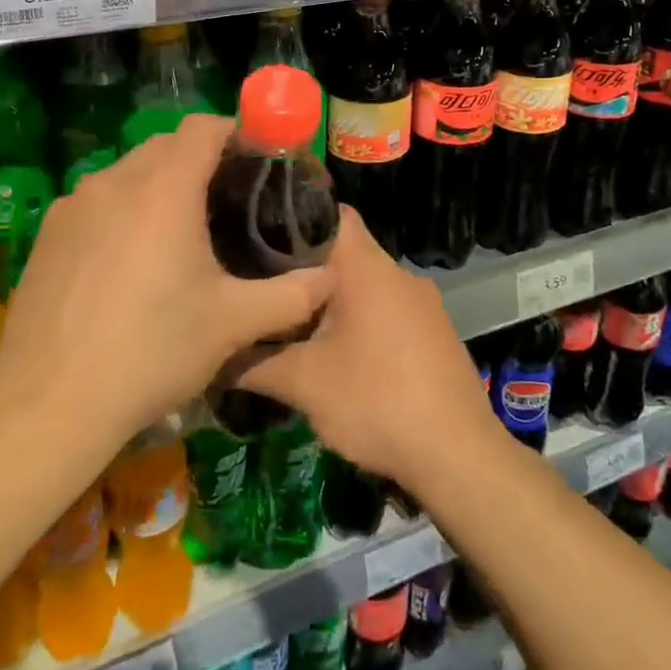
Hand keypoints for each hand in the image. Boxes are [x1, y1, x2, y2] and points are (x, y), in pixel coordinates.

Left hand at [0, 114, 332, 455]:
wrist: (49, 401)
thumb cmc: (151, 349)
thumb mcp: (233, 324)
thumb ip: (291, 296)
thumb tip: (330, 280)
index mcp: (163, 189)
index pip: (203, 128)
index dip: (236, 132)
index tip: (259, 159)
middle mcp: (114, 183)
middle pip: (165, 145)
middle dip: (200, 159)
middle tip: (229, 200)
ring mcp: (73, 207)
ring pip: (127, 172)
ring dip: (159, 184)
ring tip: (181, 231)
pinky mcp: (47, 235)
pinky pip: (96, 202)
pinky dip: (123, 211)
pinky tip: (131, 262)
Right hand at [236, 208, 497, 489]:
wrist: (458, 456)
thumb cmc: (376, 402)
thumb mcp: (304, 384)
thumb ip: (253, 363)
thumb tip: (213, 356)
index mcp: (368, 268)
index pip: (331, 213)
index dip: (293, 217)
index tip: (256, 232)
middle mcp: (399, 274)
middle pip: (344, 252)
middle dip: (302, 268)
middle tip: (259, 285)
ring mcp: (423, 304)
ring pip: (364, 285)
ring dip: (330, 300)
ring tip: (288, 322)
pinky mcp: (434, 333)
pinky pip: (386, 311)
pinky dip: (358, 321)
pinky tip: (336, 354)